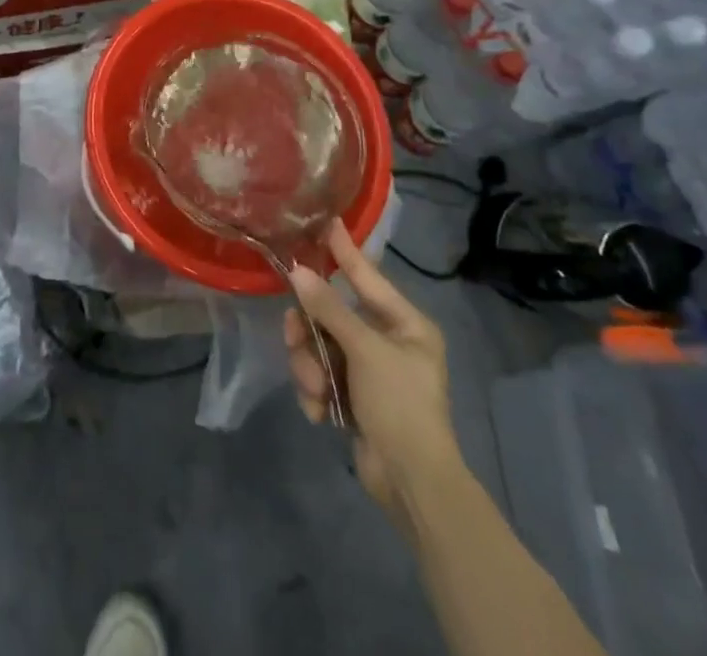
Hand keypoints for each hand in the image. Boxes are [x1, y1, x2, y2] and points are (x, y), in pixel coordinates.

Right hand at [286, 223, 461, 516]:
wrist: (412, 484)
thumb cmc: (400, 404)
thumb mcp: (365, 350)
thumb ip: (329, 309)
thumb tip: (298, 272)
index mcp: (405, 324)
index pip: (367, 276)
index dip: (344, 251)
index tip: (324, 221)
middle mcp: (388, 342)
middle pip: (332, 316)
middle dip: (311, 332)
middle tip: (293, 335)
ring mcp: (369, 371)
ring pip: (320, 348)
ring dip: (310, 368)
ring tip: (316, 391)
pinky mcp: (353, 398)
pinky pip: (321, 377)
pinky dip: (317, 393)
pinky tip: (322, 413)